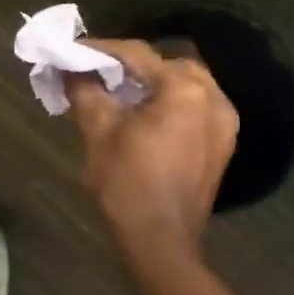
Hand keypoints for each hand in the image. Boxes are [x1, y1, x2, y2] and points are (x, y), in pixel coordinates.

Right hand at [65, 41, 238, 260]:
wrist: (161, 245)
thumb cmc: (127, 183)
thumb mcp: (98, 129)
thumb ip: (84, 89)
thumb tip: (69, 67)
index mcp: (184, 89)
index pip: (136, 54)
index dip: (100, 49)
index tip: (72, 50)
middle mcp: (213, 98)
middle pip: (163, 65)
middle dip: (128, 65)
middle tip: (95, 71)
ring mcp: (223, 123)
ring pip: (181, 85)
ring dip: (149, 83)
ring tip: (116, 92)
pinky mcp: (221, 145)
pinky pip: (193, 107)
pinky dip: (167, 102)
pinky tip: (141, 113)